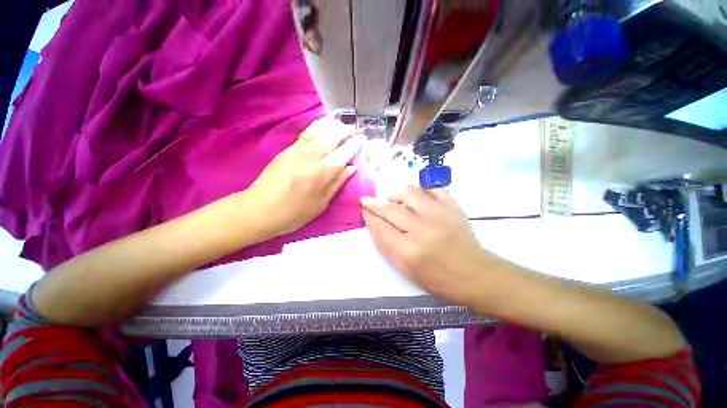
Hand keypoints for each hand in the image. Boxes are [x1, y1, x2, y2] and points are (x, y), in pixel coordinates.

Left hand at [245, 117, 362, 239]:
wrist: (259, 209)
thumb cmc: (294, 213)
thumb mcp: (321, 203)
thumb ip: (337, 183)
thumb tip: (351, 168)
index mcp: (321, 174)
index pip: (342, 154)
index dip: (353, 145)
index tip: (361, 139)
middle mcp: (310, 158)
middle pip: (331, 137)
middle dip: (344, 130)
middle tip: (353, 129)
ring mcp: (296, 151)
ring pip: (318, 131)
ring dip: (332, 125)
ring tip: (341, 124)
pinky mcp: (286, 150)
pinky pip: (307, 134)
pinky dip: (318, 128)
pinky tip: (324, 128)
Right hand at [361, 187, 490, 303]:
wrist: (474, 274)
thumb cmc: (437, 278)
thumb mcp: (405, 269)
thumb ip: (386, 246)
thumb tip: (374, 223)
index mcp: (408, 251)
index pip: (381, 227)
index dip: (369, 216)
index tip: (364, 209)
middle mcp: (422, 230)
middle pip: (391, 209)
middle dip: (374, 203)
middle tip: (368, 200)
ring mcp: (439, 215)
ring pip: (410, 192)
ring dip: (396, 194)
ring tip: (393, 198)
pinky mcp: (453, 207)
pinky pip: (433, 189)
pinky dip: (422, 190)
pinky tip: (417, 197)